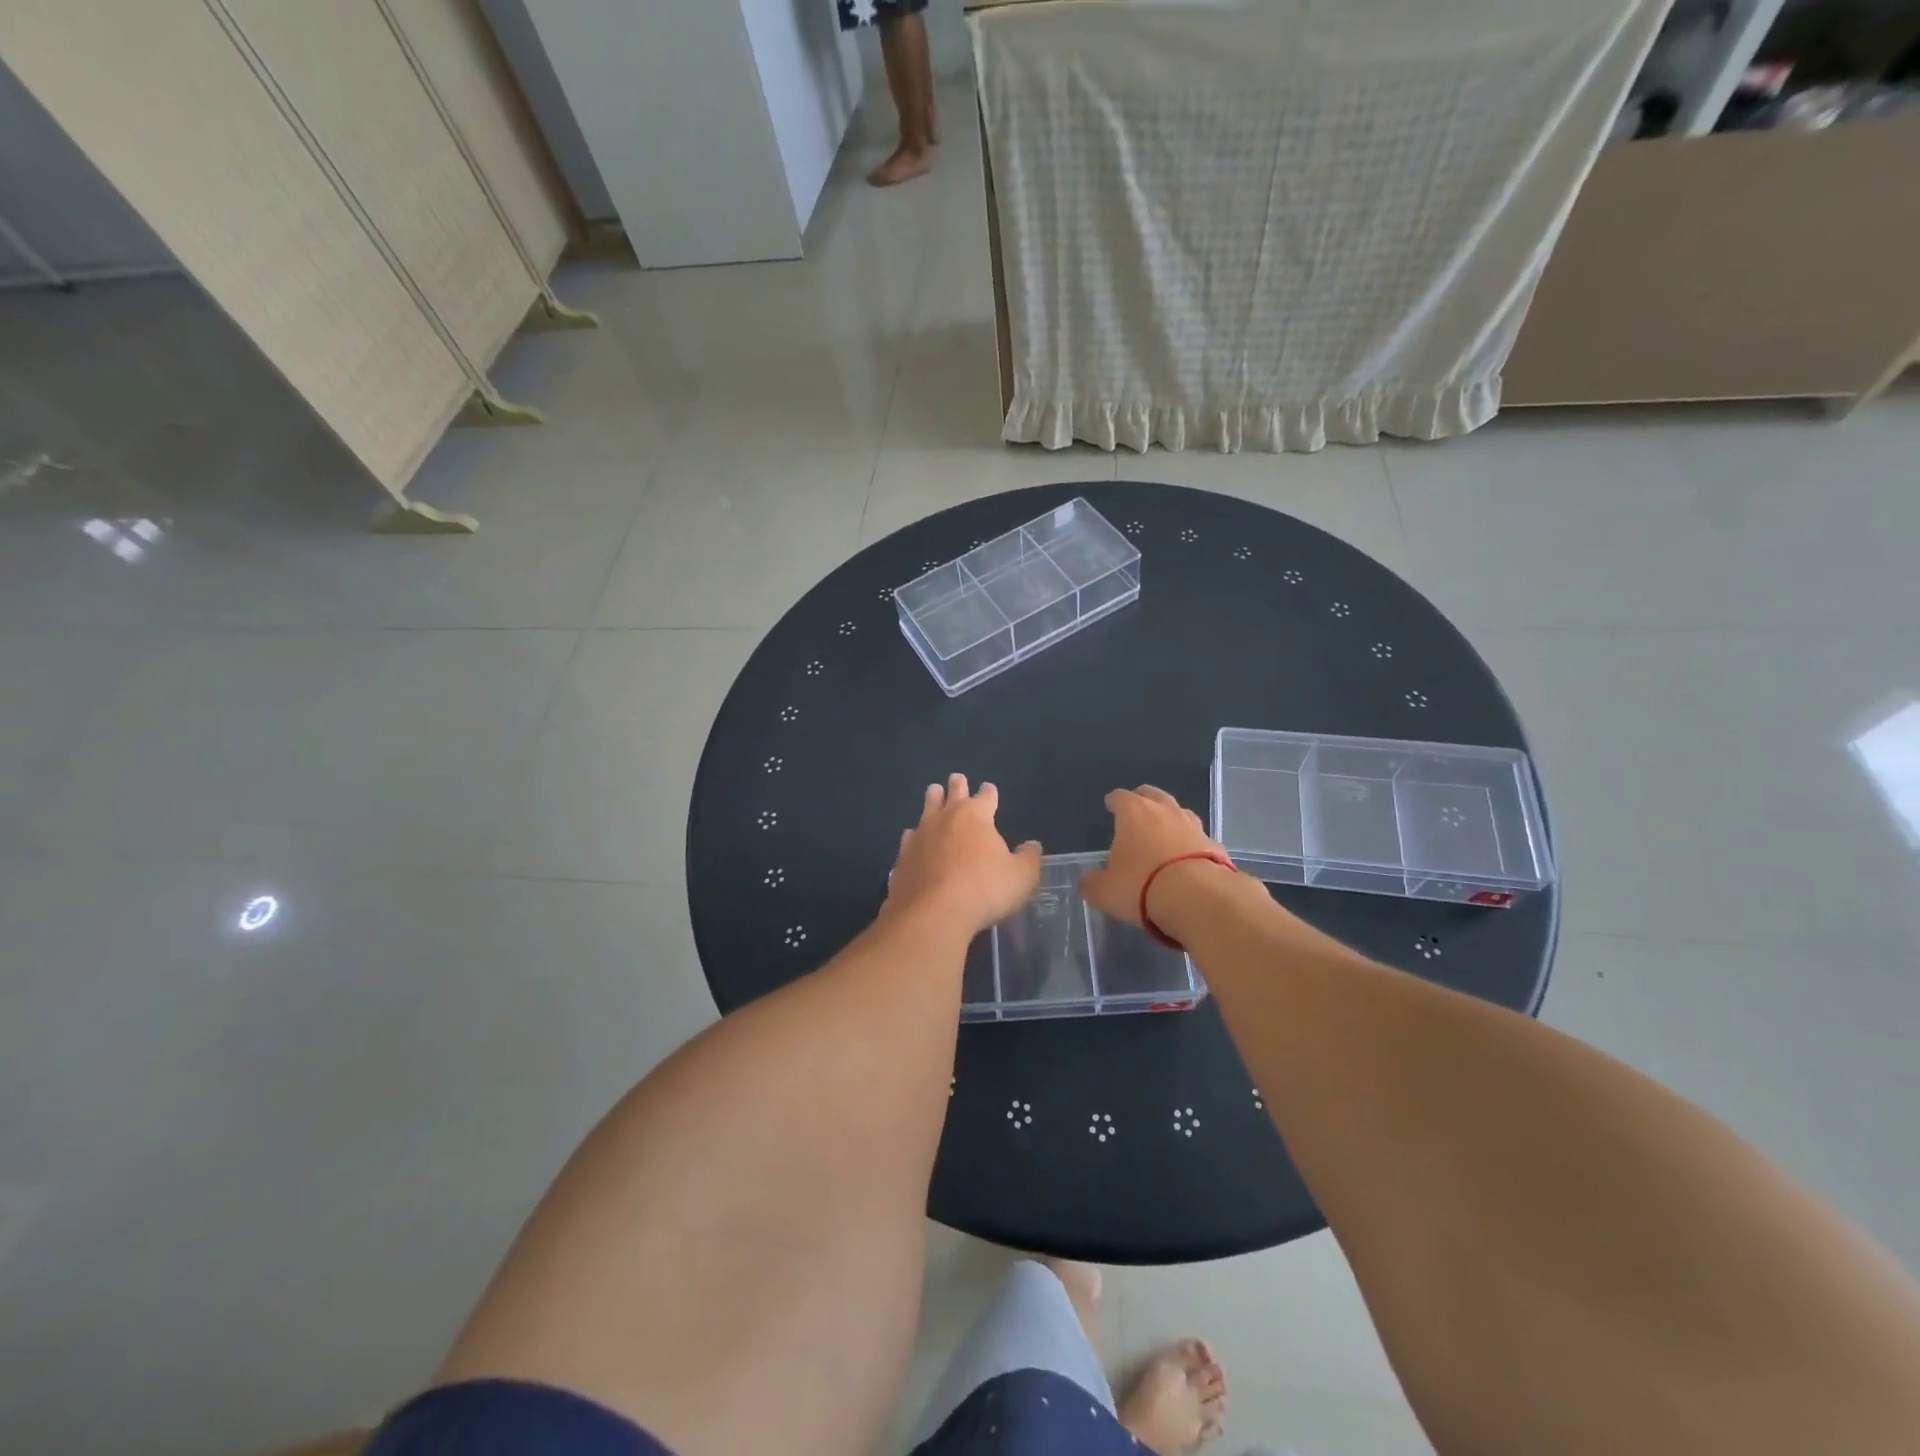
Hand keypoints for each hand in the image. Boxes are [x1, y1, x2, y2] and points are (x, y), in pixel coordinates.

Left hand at [884, 774, 1041, 936]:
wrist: (932, 914)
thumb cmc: (984, 889)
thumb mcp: (1021, 877)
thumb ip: (1028, 858)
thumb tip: (1032, 845)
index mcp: (975, 816)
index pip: (986, 797)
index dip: (989, 793)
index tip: (989, 789)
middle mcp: (945, 818)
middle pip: (952, 794)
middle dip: (957, 786)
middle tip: (957, 778)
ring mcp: (920, 836)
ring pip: (926, 810)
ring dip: (932, 800)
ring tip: (933, 792)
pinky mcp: (902, 858)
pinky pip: (909, 839)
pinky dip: (914, 836)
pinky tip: (912, 838)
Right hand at [1079, 784, 1224, 927]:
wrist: (1199, 899)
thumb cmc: (1142, 887)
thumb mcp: (1105, 892)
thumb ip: (1093, 884)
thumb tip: (1088, 882)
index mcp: (1134, 813)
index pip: (1120, 797)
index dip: (1114, 801)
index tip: (1110, 805)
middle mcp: (1165, 811)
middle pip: (1153, 794)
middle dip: (1144, 800)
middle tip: (1137, 811)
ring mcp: (1194, 826)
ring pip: (1179, 812)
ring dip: (1170, 819)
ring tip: (1164, 833)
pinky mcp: (1216, 846)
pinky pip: (1198, 839)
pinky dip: (1191, 844)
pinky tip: (1187, 859)